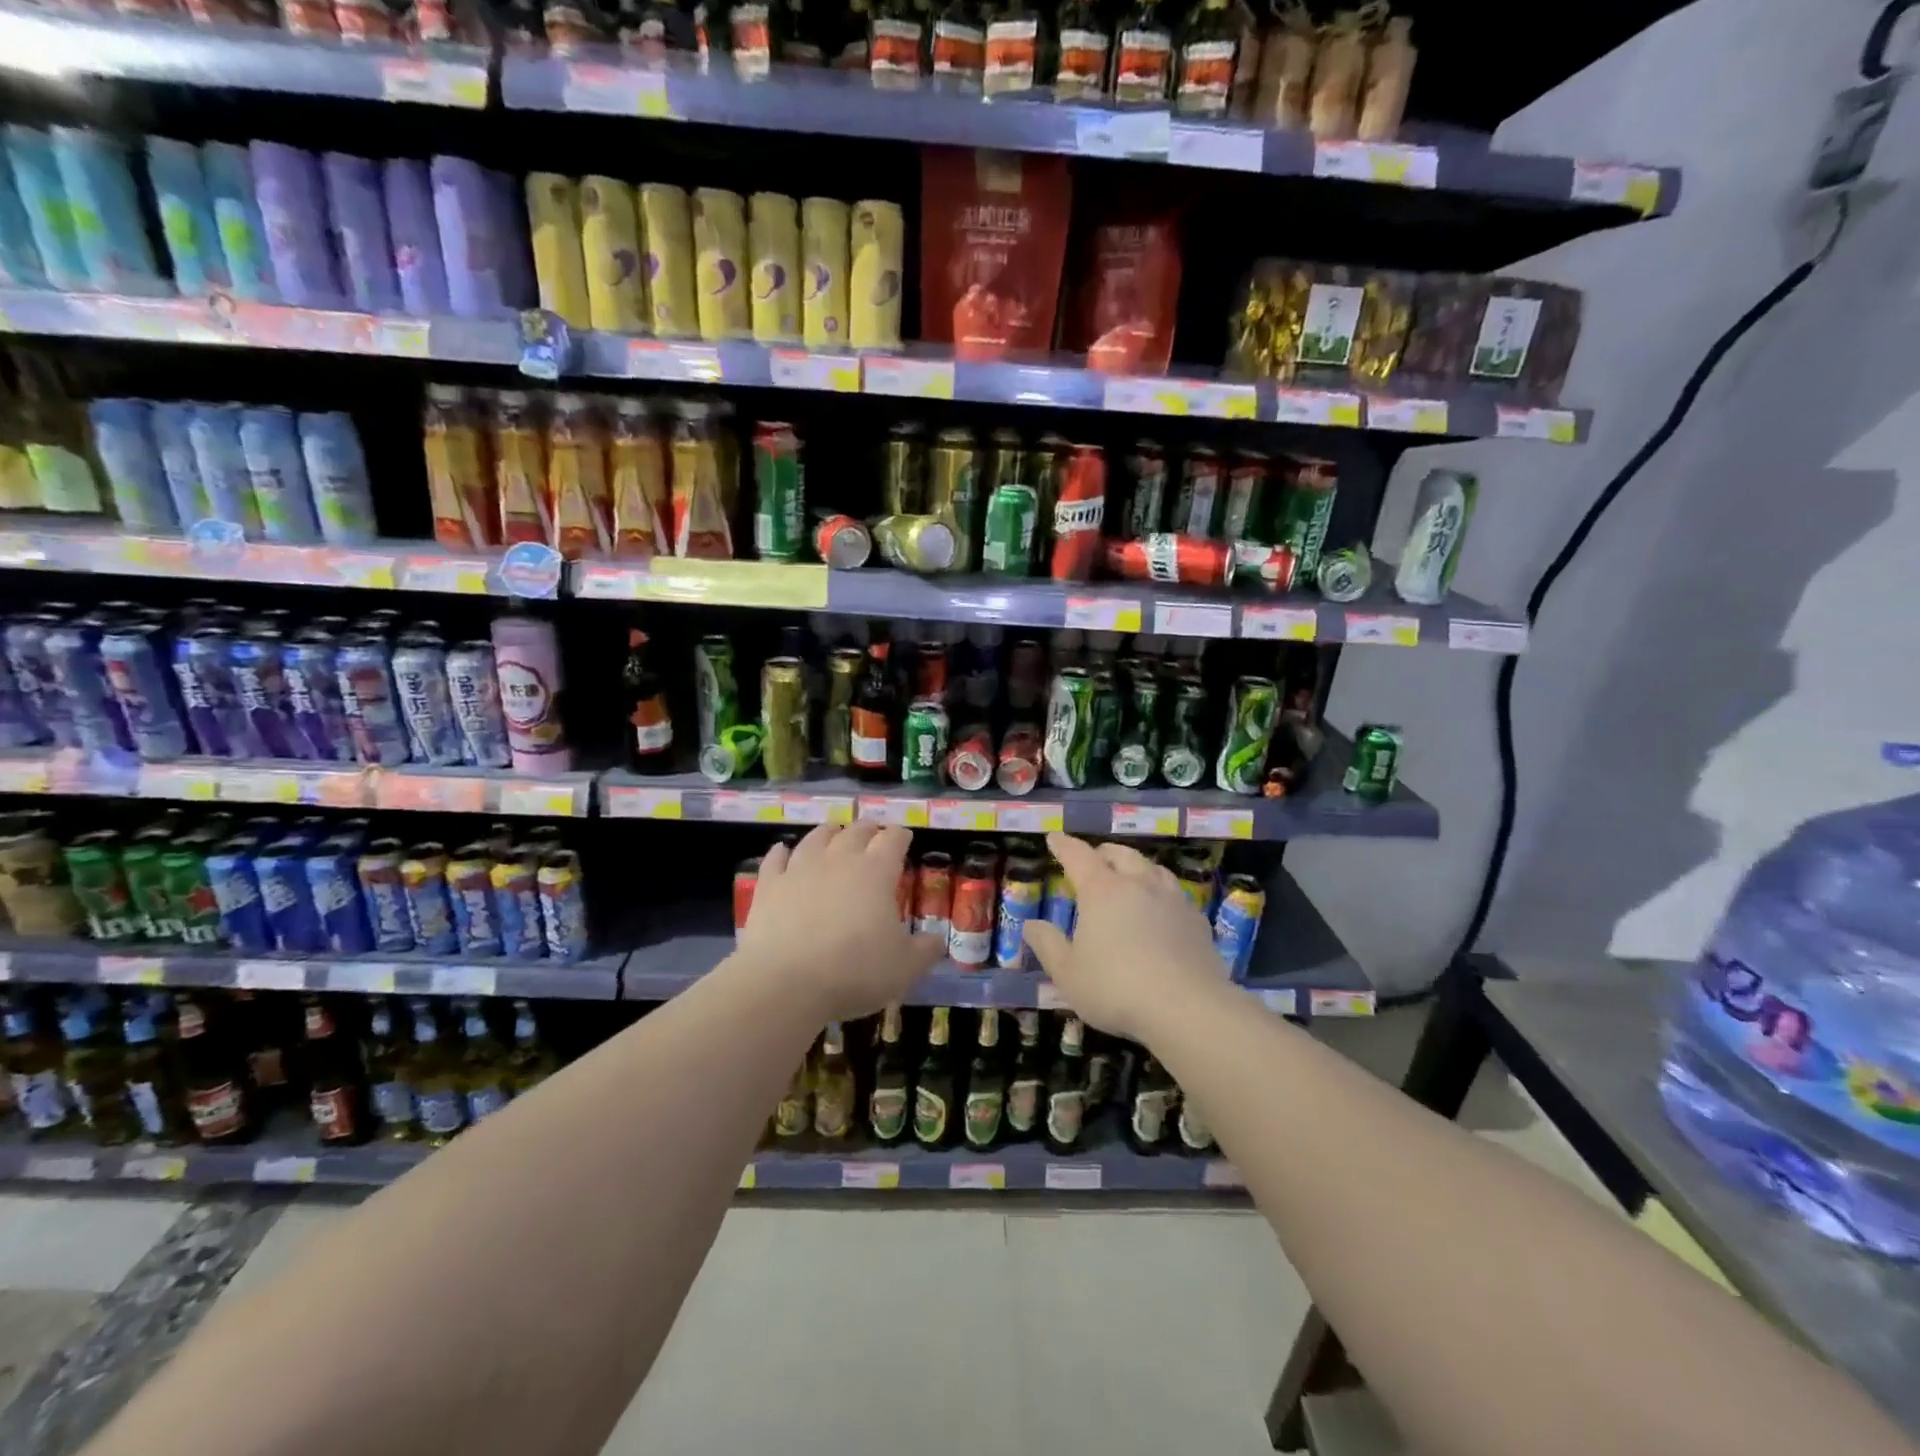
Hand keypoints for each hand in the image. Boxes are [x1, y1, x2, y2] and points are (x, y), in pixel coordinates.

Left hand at [735, 822, 944, 1020]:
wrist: (786, 983)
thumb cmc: (855, 971)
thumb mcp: (905, 967)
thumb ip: (925, 951)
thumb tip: (937, 941)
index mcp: (876, 872)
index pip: (893, 840)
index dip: (900, 836)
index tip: (904, 837)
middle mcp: (839, 860)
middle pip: (856, 832)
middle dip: (868, 829)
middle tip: (874, 832)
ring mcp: (800, 869)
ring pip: (816, 838)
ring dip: (829, 833)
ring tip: (834, 832)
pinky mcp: (769, 886)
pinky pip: (776, 860)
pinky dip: (781, 853)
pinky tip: (782, 851)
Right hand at [1022, 832, 1225, 1041]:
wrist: (1188, 1008)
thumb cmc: (1116, 988)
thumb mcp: (1067, 973)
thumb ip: (1047, 945)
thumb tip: (1031, 924)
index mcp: (1102, 890)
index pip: (1078, 856)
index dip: (1064, 845)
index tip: (1054, 838)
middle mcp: (1138, 884)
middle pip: (1120, 854)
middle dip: (1102, 853)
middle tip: (1093, 859)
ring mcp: (1172, 899)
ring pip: (1152, 868)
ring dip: (1136, 866)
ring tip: (1129, 876)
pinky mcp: (1197, 920)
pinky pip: (1175, 893)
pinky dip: (1160, 892)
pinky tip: (1161, 909)